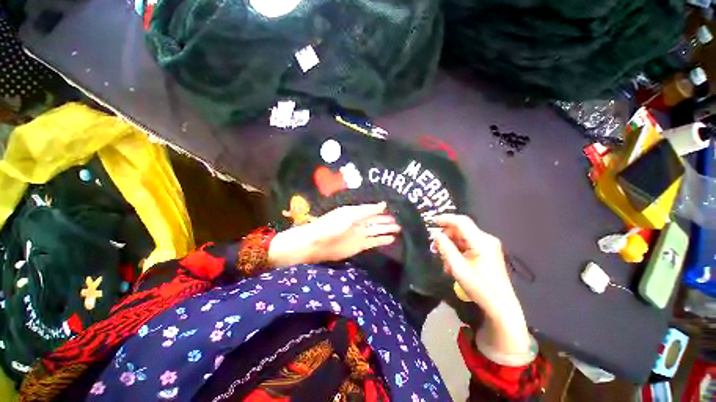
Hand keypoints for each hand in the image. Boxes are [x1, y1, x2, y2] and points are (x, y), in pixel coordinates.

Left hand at [268, 202, 399, 266]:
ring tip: (399, 229)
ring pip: (376, 231)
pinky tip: (391, 239)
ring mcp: (359, 235)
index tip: (396, 209)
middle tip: (401, 221)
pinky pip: (373, 242)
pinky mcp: (359, 246)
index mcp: (355, 212)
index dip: (383, 210)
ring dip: (387, 230)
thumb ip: (367, 211)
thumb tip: (384, 204)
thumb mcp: (350, 215)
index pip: (373, 210)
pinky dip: (382, 241)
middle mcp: (359, 223)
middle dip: (387, 221)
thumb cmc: (331, 225)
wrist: (316, 244)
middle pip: (376, 221)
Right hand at [433, 214, 530, 355]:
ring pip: (464, 238)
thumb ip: (445, 248)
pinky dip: (458, 250)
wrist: (500, 306)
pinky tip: (453, 263)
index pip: (461, 222)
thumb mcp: (457, 267)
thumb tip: (437, 235)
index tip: (432, 222)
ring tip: (444, 260)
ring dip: (451, 245)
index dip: (446, 219)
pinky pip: (469, 245)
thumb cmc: (479, 286)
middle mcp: (486, 240)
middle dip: (446, 236)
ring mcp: (488, 246)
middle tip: (435, 247)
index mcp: (481, 241)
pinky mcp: (488, 253)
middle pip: (462, 229)